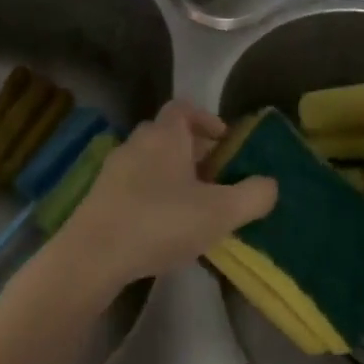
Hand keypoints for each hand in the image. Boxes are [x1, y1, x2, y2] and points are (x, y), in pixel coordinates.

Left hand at [48, 100, 277, 301]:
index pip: (184, 108)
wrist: (93, 255)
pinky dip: (153, 194)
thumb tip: (269, 184)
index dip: (206, 119)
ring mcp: (114, 169)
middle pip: (168, 135)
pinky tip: (165, 226)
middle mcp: (136, 142)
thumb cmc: (160, 222)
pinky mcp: (100, 195)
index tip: (225, 141)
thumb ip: (253, 195)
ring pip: (151, 161)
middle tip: (217, 178)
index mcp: (164, 135)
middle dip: (194, 151)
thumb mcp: (220, 212)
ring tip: (195, 206)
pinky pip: (135, 184)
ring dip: (174, 175)